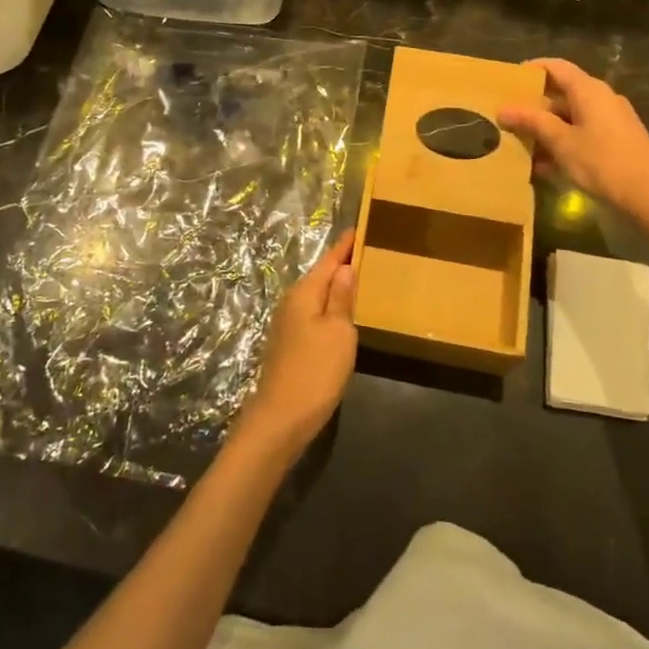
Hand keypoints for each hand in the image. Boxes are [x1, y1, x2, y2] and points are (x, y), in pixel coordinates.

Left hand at [235, 231, 356, 461]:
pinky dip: (330, 308)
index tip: (361, 228)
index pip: (329, 260)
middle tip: (368, 253)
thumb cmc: (315, 371)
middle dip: (342, 264)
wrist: (280, 420)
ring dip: (336, 288)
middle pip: (321, 276)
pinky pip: (314, 315)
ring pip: (317, 297)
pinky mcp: (289, 345)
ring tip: (360, 280)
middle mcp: (292, 302)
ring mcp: (288, 325)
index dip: (346, 245)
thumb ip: (342, 298)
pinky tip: (342, 316)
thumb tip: (345, 268)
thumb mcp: (338, 332)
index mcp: (305, 293)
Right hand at [497, 58, 648, 229]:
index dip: (531, 70)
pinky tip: (544, 167)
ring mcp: (612, 120)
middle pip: (561, 93)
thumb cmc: (603, 163)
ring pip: (570, 117)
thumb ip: (532, 122)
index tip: (507, 82)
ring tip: (520, 147)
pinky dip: (563, 143)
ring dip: (546, 130)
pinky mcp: (617, 142)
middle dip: (534, 107)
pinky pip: (582, 134)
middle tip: (507, 119)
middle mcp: (602, 98)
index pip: (555, 67)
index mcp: (589, 90)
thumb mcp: (561, 142)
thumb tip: (502, 109)